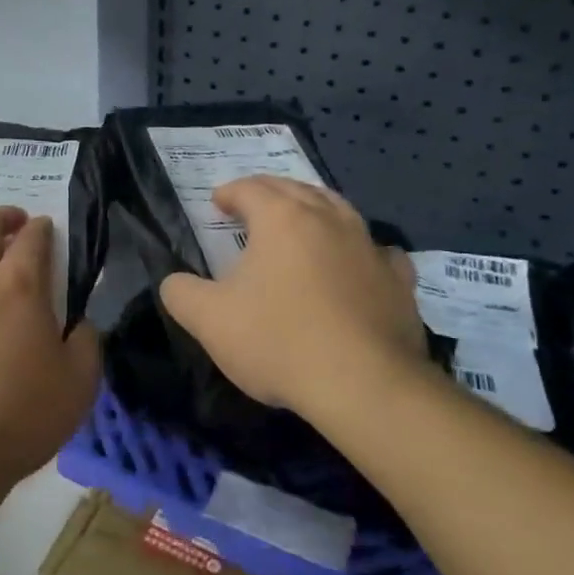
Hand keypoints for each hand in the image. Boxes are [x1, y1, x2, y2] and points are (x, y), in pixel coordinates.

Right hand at [159, 177, 431, 420]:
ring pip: (339, 210)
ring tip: (302, 222)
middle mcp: (328, 219)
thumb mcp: (208, 320)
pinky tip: (357, 261)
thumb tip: (175, 282)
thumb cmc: (278, 342)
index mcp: (282, 219)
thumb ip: (181, 293)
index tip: (217, 202)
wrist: (363, 386)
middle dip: (270, 192)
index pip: (250, 188)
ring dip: (315, 209)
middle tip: (253, 205)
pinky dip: (360, 248)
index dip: (229, 192)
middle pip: (295, 189)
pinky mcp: (398, 280)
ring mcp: (369, 246)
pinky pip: (377, 250)